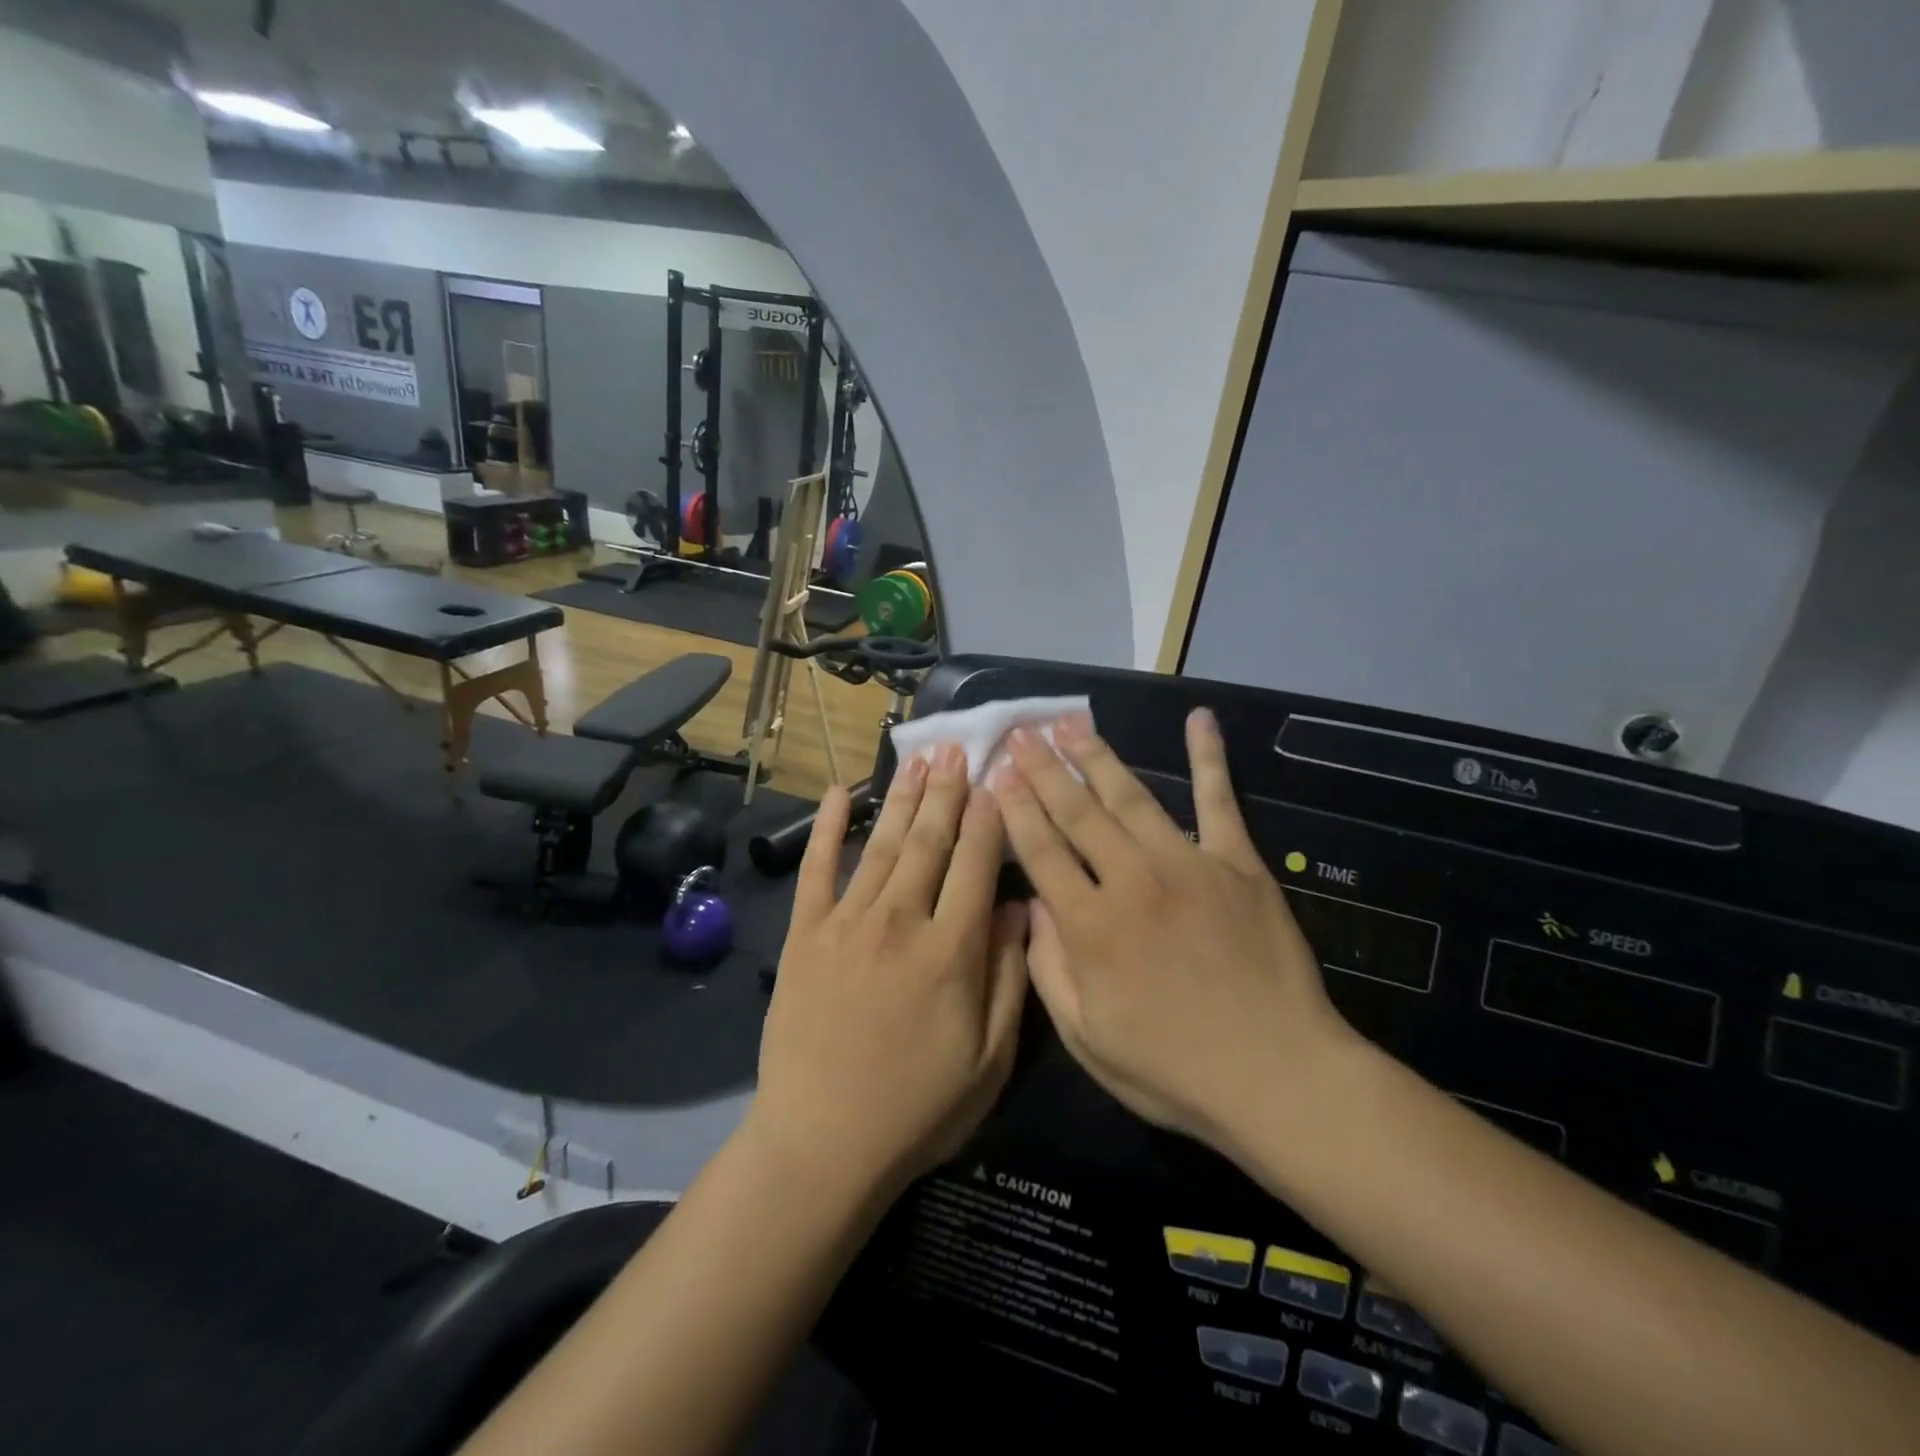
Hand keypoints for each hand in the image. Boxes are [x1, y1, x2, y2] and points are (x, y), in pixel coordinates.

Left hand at [750, 747, 1028, 1200]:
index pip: (976, 863)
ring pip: (883, 845)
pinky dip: (828, 828)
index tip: (997, 780)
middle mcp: (900, 921)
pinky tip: (838, 793)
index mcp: (951, 950)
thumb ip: (1008, 976)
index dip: (989, 818)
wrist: (821, 1144)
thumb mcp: (989, 1059)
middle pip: (930, 841)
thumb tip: (1017, 907)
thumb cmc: (917, 1108)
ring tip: (919, 759)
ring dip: (903, 798)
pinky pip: (818, 869)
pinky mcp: (805, 935)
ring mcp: (846, 923)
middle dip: (947, 791)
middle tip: (957, 748)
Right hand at [990, 708, 1352, 1146]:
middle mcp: (1132, 880)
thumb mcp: (1088, 1039)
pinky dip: (1210, 757)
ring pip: (1130, 797)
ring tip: (1069, 723)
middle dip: (1043, 770)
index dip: (1015, 809)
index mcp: (1091, 925)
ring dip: (1096, 755)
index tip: (996, 773)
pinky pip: (1219, 800)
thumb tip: (1032, 908)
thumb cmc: (1174, 1070)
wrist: (1278, 1076)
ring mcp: (1188, 864)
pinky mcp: (1238, 863)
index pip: (1041, 851)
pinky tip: (1200, 719)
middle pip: (1077, 813)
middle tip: (1021, 732)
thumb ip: (1048, 970)